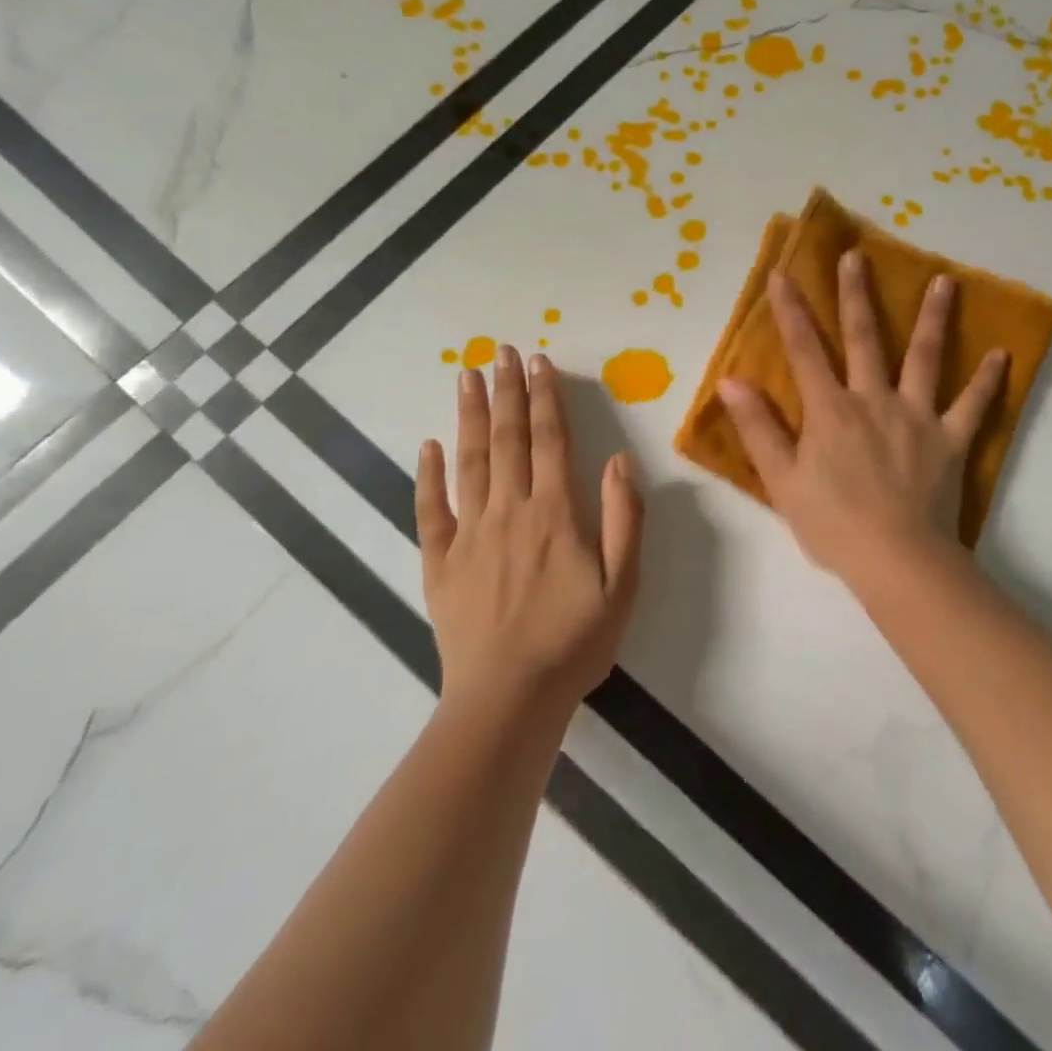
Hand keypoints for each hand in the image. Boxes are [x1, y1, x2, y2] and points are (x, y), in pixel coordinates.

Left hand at [416, 346, 643, 718]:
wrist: (508, 700)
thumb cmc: (574, 641)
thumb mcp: (623, 584)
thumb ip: (623, 517)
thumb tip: (618, 459)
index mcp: (554, 513)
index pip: (549, 440)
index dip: (545, 398)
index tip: (538, 362)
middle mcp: (509, 511)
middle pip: (507, 439)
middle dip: (506, 391)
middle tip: (499, 350)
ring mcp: (469, 534)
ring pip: (469, 461)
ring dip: (470, 415)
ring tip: (466, 376)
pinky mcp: (440, 562)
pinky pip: (430, 510)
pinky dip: (428, 475)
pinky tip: (428, 445)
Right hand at [716, 251, 1005, 588]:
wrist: (897, 560)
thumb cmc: (833, 524)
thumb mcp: (782, 480)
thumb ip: (758, 428)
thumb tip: (731, 381)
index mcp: (831, 410)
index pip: (804, 350)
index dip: (790, 311)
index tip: (781, 274)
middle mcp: (874, 399)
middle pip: (864, 337)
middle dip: (856, 294)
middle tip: (857, 255)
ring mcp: (917, 416)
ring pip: (925, 357)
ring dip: (933, 317)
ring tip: (945, 281)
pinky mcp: (951, 440)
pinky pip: (973, 405)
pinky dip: (987, 381)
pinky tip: (1002, 355)